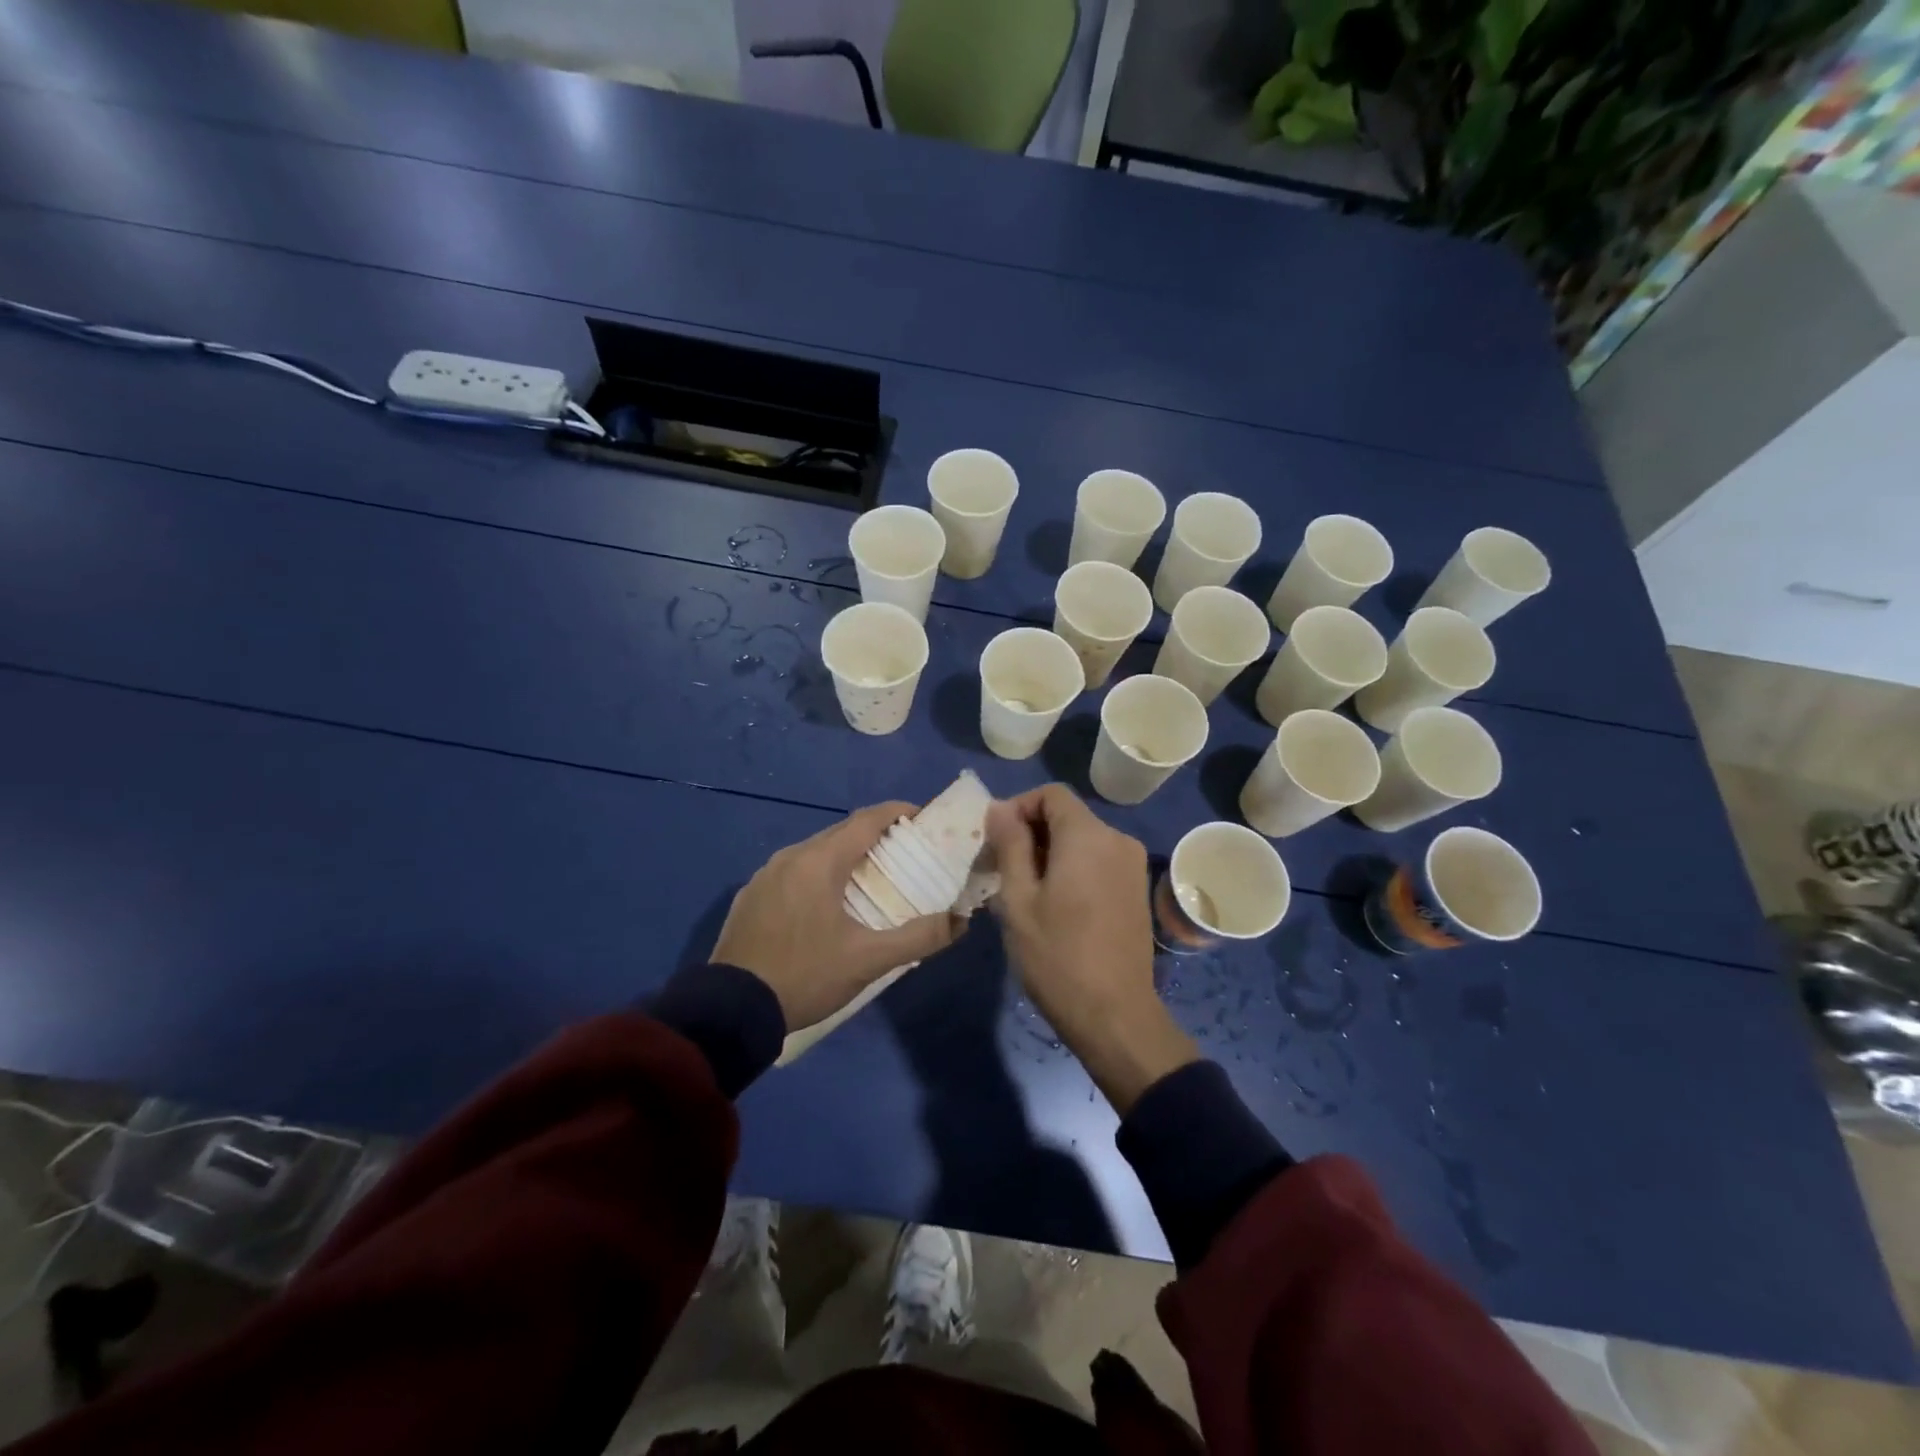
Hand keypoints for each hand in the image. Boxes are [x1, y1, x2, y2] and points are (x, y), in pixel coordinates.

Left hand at [712, 802, 965, 1032]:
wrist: (730, 1010)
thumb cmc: (805, 976)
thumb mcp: (868, 960)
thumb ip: (919, 937)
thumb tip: (961, 920)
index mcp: (819, 861)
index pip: (868, 820)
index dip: (899, 813)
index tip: (924, 820)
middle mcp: (790, 857)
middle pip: (842, 833)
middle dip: (876, 838)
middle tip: (906, 856)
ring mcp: (765, 875)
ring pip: (816, 853)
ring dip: (846, 858)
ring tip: (871, 881)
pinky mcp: (751, 897)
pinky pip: (794, 873)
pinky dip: (819, 876)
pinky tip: (827, 906)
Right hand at [987, 785, 1197, 1111]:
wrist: (1115, 1015)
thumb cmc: (1057, 956)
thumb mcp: (1018, 899)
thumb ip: (1009, 845)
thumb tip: (999, 807)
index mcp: (1088, 836)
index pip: (1051, 794)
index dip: (1018, 807)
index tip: (995, 841)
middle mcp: (1117, 840)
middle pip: (1067, 816)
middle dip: (1030, 833)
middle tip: (1001, 870)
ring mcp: (1132, 866)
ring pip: (1082, 840)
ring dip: (1050, 853)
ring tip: (1024, 892)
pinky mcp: (1136, 890)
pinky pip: (1098, 861)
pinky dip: (1072, 868)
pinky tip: (1055, 905)